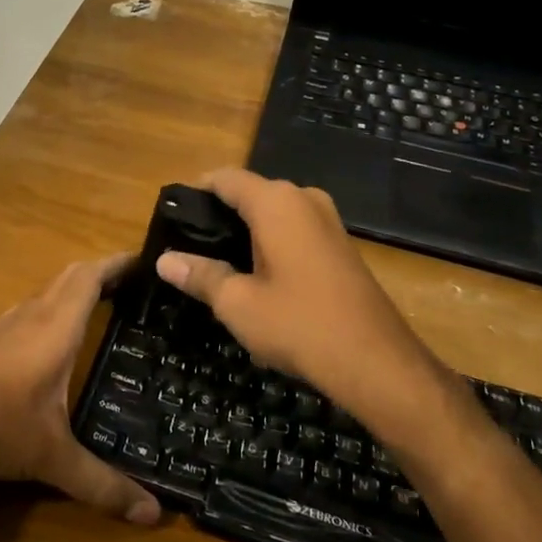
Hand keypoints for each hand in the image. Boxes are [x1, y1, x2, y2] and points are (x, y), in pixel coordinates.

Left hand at [0, 254, 160, 524]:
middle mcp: (31, 315)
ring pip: (48, 292)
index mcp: (54, 327)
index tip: (148, 261)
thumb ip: (102, 484)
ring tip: (106, 310)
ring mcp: (4, 324)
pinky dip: (54, 311)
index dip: (118, 263)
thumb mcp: (52, 458)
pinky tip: (57, 343)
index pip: (90, 277)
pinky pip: (30, 311)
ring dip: (76, 292)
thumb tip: (153, 514)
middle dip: (103, 273)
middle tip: (137, 288)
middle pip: (71, 276)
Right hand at [153, 169, 456, 433]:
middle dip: (219, 214)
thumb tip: (165, 261)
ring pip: (274, 213)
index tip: (173, 215)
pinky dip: (271, 242)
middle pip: (250, 193)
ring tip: (217, 263)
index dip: (196, 191)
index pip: (225, 178)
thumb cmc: (299, 324)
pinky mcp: (341, 245)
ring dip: (246, 231)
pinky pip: (295, 230)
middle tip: (189, 246)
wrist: (377, 362)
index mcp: (276, 202)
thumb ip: (200, 275)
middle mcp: (304, 199)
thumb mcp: (237, 303)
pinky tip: (257, 275)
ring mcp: (328, 221)